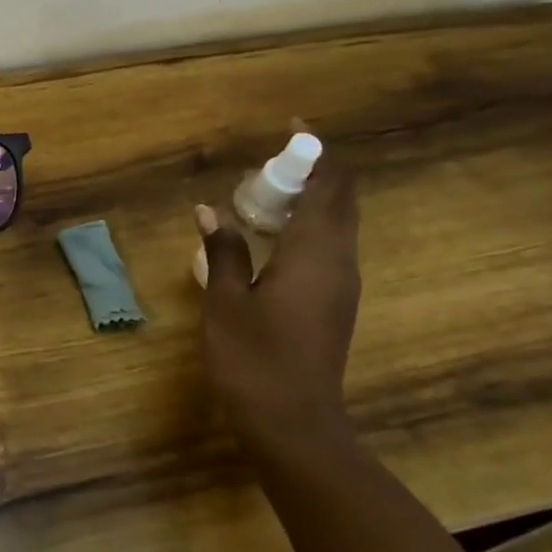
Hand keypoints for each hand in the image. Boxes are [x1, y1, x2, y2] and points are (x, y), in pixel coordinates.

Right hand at [197, 158, 361, 463]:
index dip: (315, 150)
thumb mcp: (226, 301)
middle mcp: (339, 261)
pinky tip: (266, 240)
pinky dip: (304, 228)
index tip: (290, 127)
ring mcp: (341, 284)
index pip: (329, 184)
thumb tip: (210, 210)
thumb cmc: (254, 359)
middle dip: (310, 173)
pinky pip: (327, 247)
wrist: (294, 424)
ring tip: (259, 197)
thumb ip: (223, 250)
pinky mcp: (335, 303)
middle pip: (339, 199)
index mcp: (315, 252)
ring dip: (305, 201)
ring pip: (335, 224)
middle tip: (264, 168)